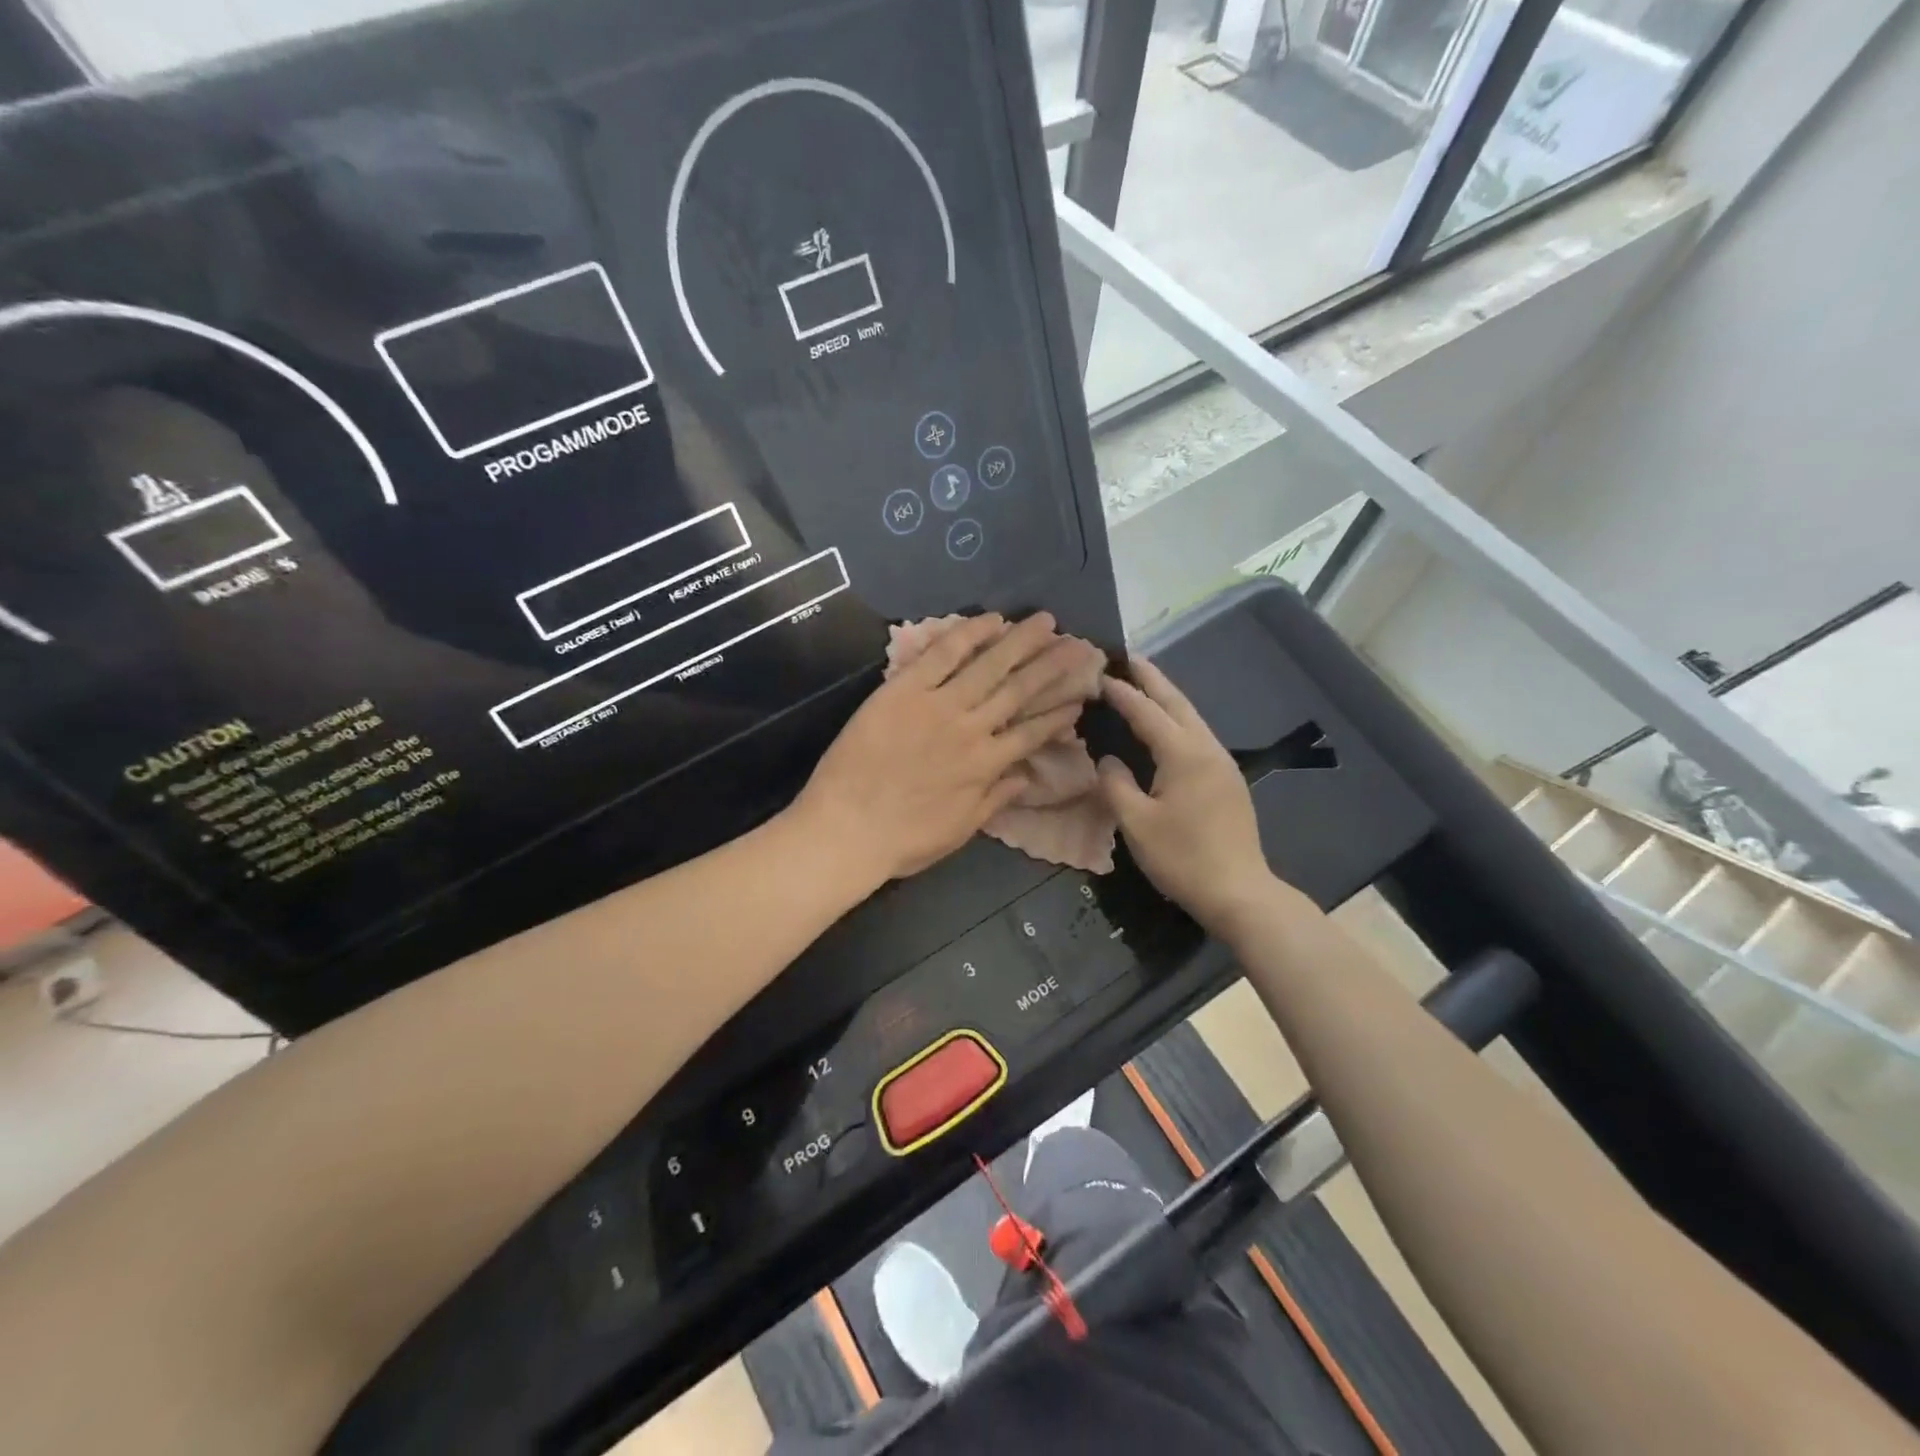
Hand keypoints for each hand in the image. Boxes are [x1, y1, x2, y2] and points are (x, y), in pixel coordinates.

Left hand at [795, 613, 1092, 884]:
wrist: (846, 829)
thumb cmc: (903, 840)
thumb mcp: (960, 830)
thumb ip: (995, 800)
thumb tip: (1026, 776)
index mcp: (986, 766)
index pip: (1032, 733)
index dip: (1057, 714)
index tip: (1080, 697)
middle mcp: (971, 729)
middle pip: (1020, 690)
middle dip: (1053, 666)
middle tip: (1079, 644)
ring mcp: (938, 706)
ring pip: (989, 665)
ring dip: (1021, 641)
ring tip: (1047, 621)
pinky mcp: (904, 690)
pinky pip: (942, 655)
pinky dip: (968, 635)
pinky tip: (992, 620)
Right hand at [1096, 655, 1288, 934]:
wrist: (1239, 891)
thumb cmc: (1183, 858)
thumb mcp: (1136, 823)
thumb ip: (1116, 784)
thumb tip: (1108, 759)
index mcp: (1184, 754)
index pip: (1147, 712)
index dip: (1122, 693)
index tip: (1100, 673)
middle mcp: (1207, 749)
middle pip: (1177, 703)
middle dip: (1152, 678)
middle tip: (1129, 657)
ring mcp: (1223, 764)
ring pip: (1192, 717)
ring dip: (1168, 697)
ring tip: (1146, 683)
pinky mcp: (1228, 780)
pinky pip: (1199, 735)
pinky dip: (1179, 720)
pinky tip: (1169, 726)